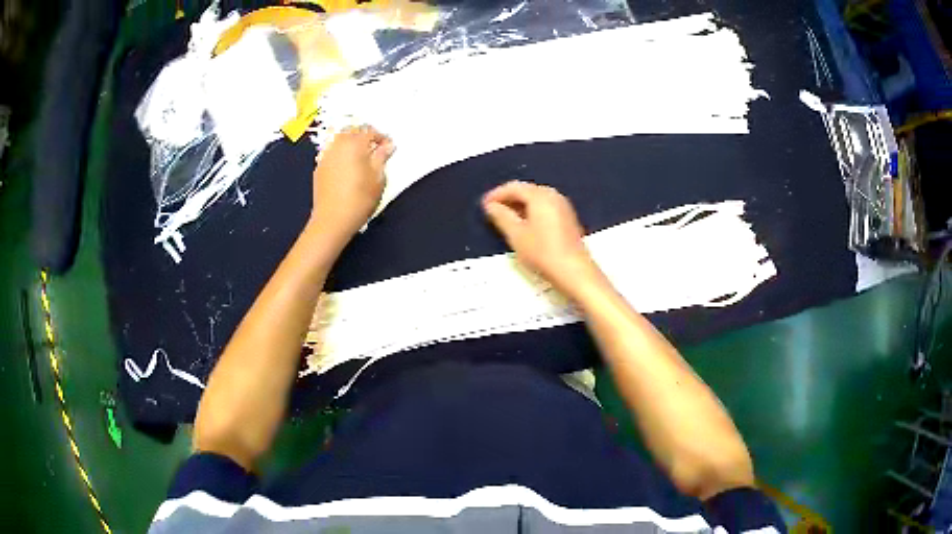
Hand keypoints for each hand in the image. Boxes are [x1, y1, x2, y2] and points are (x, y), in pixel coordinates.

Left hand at [308, 125, 394, 244]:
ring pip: (340, 141)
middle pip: (353, 132)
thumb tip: (388, 146)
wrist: (332, 220)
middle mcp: (338, 145)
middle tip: (376, 150)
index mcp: (354, 144)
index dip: (382, 137)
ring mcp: (326, 155)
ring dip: (351, 144)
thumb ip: (382, 157)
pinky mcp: (319, 167)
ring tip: (361, 159)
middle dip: (365, 137)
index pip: (370, 131)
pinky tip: (347, 168)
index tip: (389, 148)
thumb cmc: (359, 199)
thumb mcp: (378, 178)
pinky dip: (341, 154)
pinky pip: (332, 152)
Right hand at [482, 181, 602, 299]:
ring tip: (505, 218)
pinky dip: (531, 211)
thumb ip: (502, 217)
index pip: (514, 187)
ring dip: (520, 205)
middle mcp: (553, 195)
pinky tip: (524, 224)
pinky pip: (545, 207)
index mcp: (540, 196)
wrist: (574, 271)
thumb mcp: (516, 235)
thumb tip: (491, 206)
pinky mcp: (568, 218)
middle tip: (492, 211)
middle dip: (508, 198)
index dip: (496, 194)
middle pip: (526, 190)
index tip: (483, 205)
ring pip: (536, 198)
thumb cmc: (542, 252)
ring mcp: (563, 206)